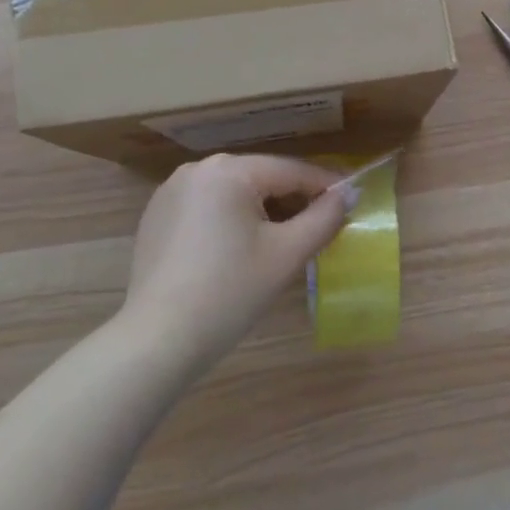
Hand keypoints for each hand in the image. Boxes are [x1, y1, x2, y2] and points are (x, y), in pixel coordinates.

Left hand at [119, 154, 355, 373]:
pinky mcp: (157, 216)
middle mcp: (197, 169)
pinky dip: (231, 220)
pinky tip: (240, 251)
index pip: (291, 171)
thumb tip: (348, 193)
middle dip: (293, 200)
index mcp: (229, 170)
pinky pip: (208, 207)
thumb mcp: (287, 254)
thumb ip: (324, 218)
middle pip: (261, 178)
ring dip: (263, 211)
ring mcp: (172, 191)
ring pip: (234, 192)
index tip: (352, 199)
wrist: (158, 340)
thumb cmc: (230, 293)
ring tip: (286, 240)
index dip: (325, 186)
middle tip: (321, 226)